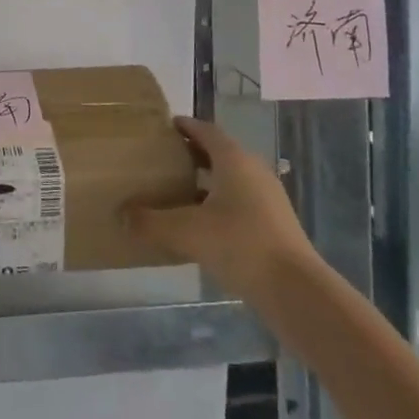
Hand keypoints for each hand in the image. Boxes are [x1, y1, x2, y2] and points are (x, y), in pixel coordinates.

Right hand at [128, 116, 316, 302]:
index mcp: (234, 159)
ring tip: (176, 193)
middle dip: (192, 155)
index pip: (205, 129)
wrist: (297, 292)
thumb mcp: (186, 232)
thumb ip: (150, 222)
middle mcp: (253, 171)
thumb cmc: (240, 245)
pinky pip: (240, 203)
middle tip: (163, 161)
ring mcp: (268, 198)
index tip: (163, 128)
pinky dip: (219, 206)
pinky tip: (201, 227)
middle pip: (218, 153)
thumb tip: (122, 215)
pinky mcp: (275, 225)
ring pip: (231, 180)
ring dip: (206, 183)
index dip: (184, 126)